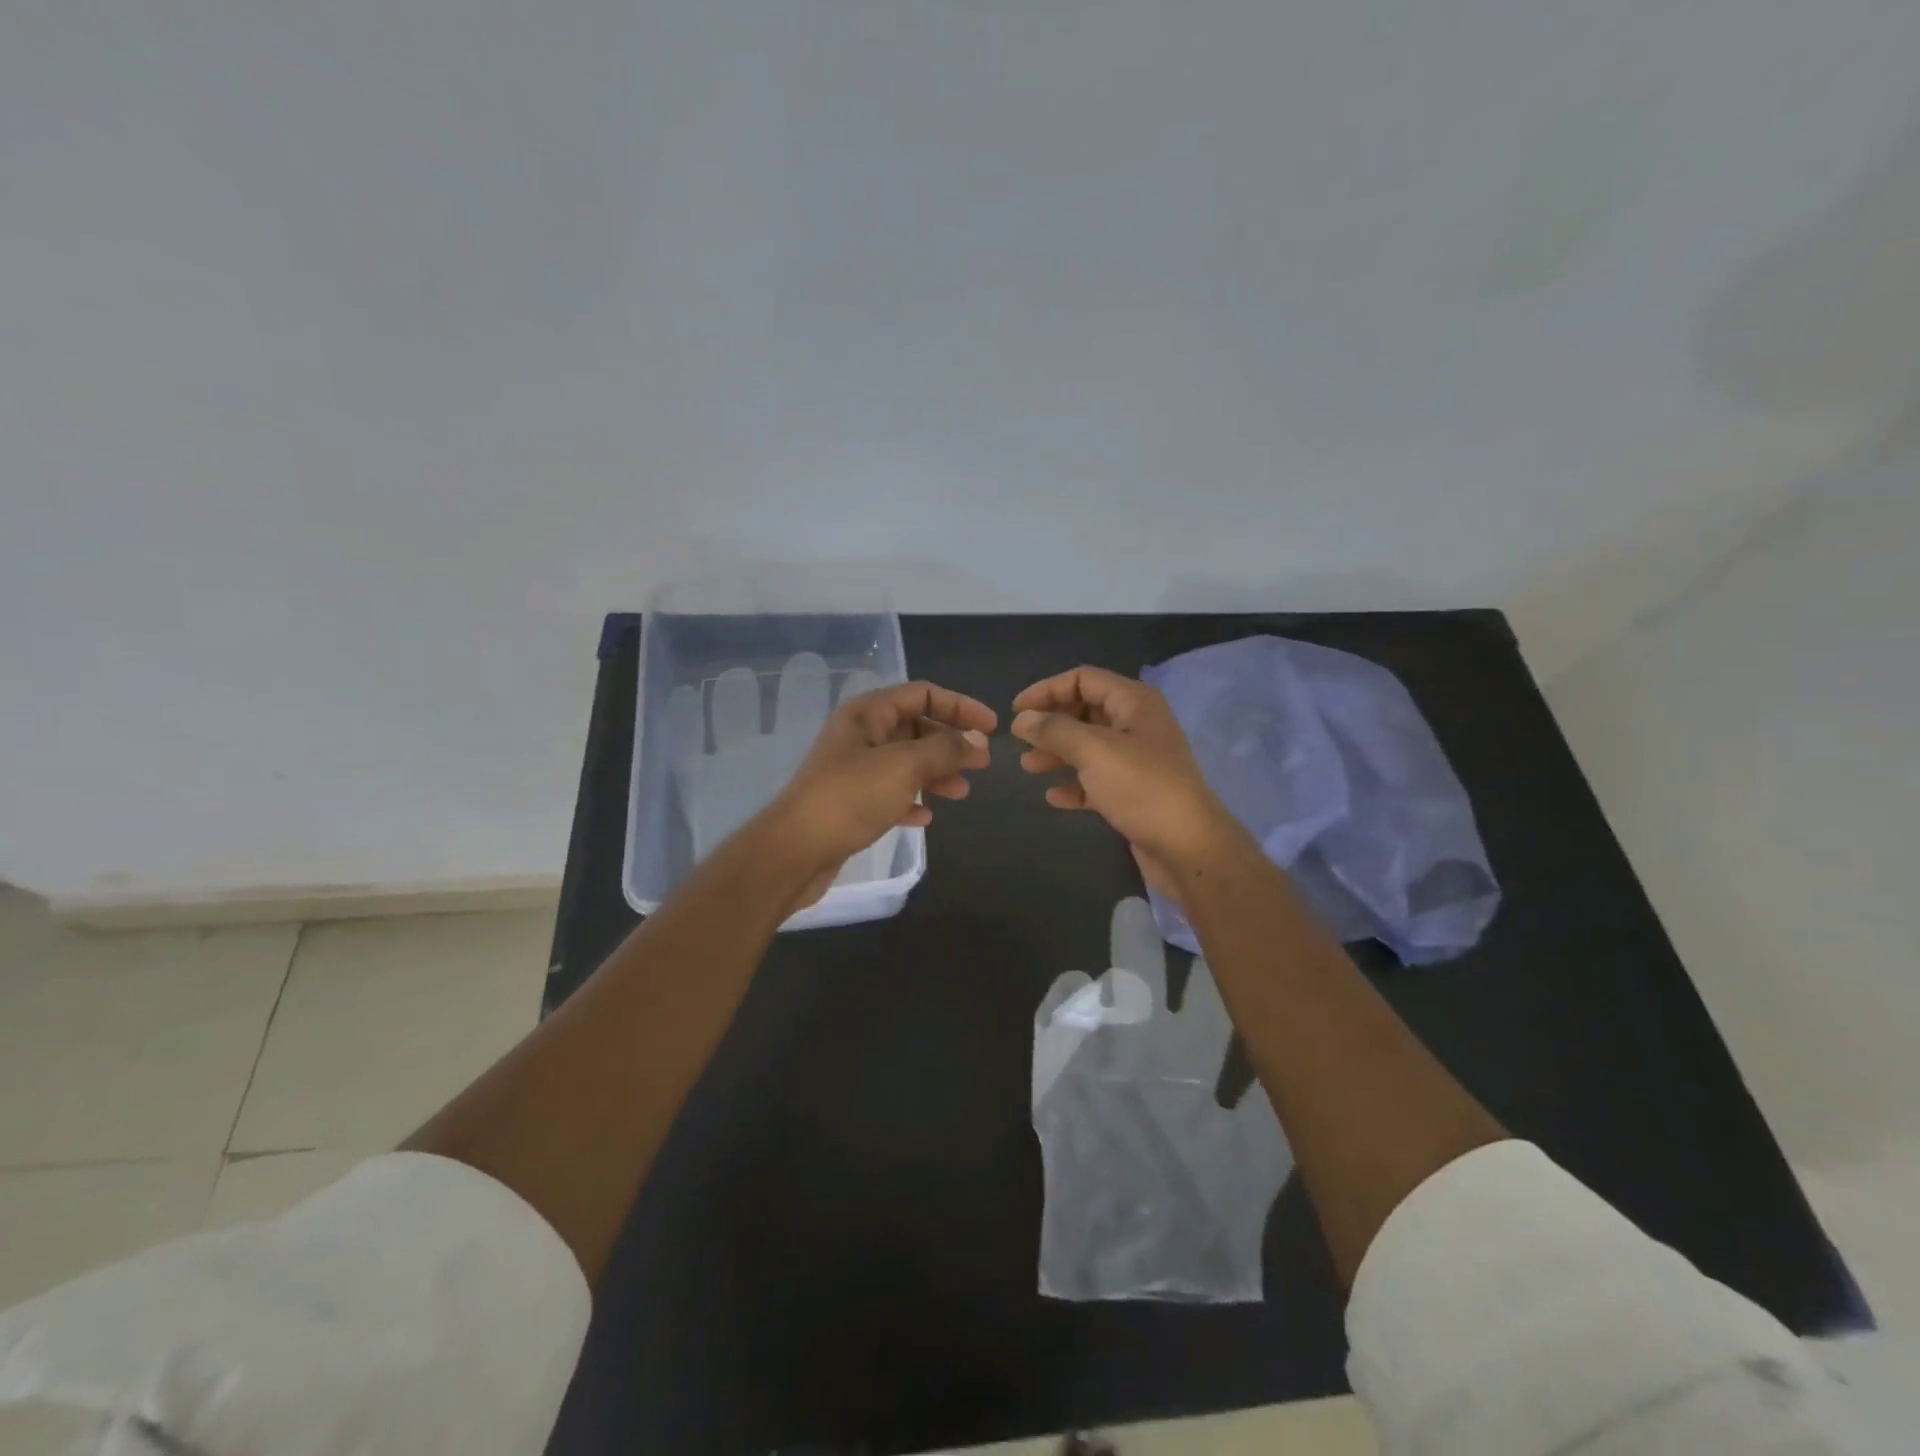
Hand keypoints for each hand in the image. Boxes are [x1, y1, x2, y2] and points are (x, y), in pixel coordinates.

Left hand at [755, 680, 996, 909]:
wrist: (795, 851)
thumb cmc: (851, 798)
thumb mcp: (905, 766)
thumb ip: (945, 749)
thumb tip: (977, 741)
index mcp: (868, 713)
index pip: (922, 694)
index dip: (960, 706)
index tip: (991, 728)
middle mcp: (860, 735)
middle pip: (915, 727)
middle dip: (950, 743)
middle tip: (981, 765)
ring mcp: (853, 770)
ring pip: (906, 762)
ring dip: (936, 773)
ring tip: (961, 793)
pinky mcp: (850, 803)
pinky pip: (890, 792)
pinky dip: (911, 799)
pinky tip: (925, 817)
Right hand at [1011, 665, 1239, 899]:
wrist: (1188, 846)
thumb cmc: (1141, 787)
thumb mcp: (1093, 750)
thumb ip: (1054, 730)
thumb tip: (1022, 719)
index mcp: (1134, 702)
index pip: (1083, 678)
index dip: (1046, 689)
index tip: (1016, 711)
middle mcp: (1137, 724)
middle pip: (1085, 710)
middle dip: (1051, 723)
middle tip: (1019, 741)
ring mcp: (1138, 759)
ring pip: (1089, 746)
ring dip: (1057, 753)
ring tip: (1028, 767)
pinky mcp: (1135, 792)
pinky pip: (1097, 779)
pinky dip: (1075, 783)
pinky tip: (1054, 797)